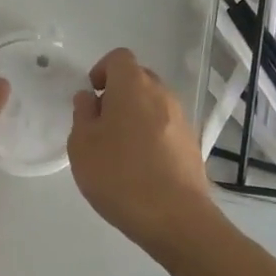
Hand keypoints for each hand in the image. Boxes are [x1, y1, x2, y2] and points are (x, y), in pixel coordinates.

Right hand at [67, 47, 216, 252]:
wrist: (176, 218)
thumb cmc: (120, 175)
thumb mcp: (82, 145)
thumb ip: (83, 114)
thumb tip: (89, 98)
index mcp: (133, 86)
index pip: (119, 58)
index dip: (101, 70)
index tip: (91, 96)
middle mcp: (162, 94)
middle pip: (138, 79)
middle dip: (118, 93)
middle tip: (101, 124)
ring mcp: (182, 119)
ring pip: (154, 104)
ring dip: (136, 116)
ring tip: (120, 150)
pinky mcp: (192, 144)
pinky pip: (166, 127)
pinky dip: (152, 136)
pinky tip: (141, 168)